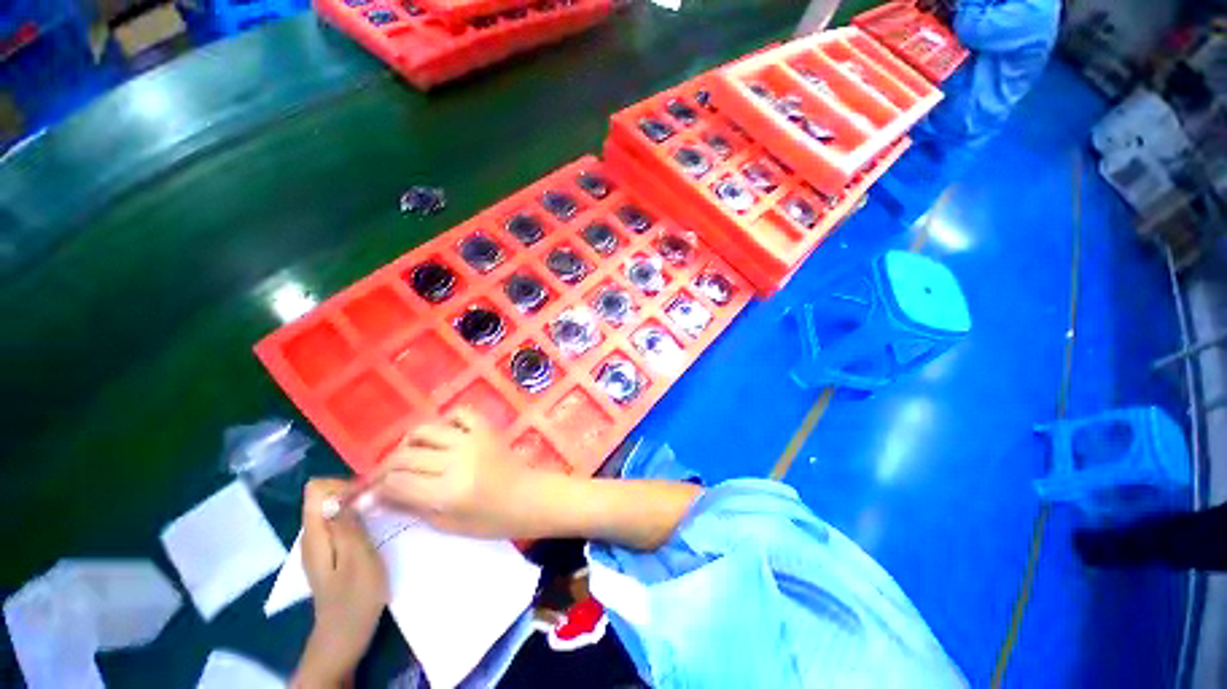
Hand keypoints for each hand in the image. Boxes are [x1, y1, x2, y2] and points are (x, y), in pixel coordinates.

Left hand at [293, 479, 387, 687]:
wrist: (344, 637)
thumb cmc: (354, 599)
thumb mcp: (358, 559)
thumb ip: (349, 525)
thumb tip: (344, 493)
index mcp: (315, 535)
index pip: (315, 489)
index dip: (341, 483)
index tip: (368, 494)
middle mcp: (313, 535)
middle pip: (325, 496)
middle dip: (353, 492)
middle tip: (381, 502)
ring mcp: (322, 545)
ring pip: (334, 508)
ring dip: (358, 504)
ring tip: (382, 511)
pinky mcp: (332, 552)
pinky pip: (340, 522)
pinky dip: (357, 518)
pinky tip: (375, 527)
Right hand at [373, 409, 548, 538]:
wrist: (529, 496)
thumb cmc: (492, 521)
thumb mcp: (448, 524)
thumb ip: (411, 508)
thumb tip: (376, 498)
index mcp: (448, 492)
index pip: (397, 483)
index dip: (376, 488)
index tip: (369, 494)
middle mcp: (457, 460)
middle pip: (405, 456)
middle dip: (385, 468)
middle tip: (384, 478)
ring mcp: (472, 439)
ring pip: (425, 430)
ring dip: (408, 443)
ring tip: (408, 457)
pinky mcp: (485, 428)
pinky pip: (457, 414)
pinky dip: (443, 422)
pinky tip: (440, 437)